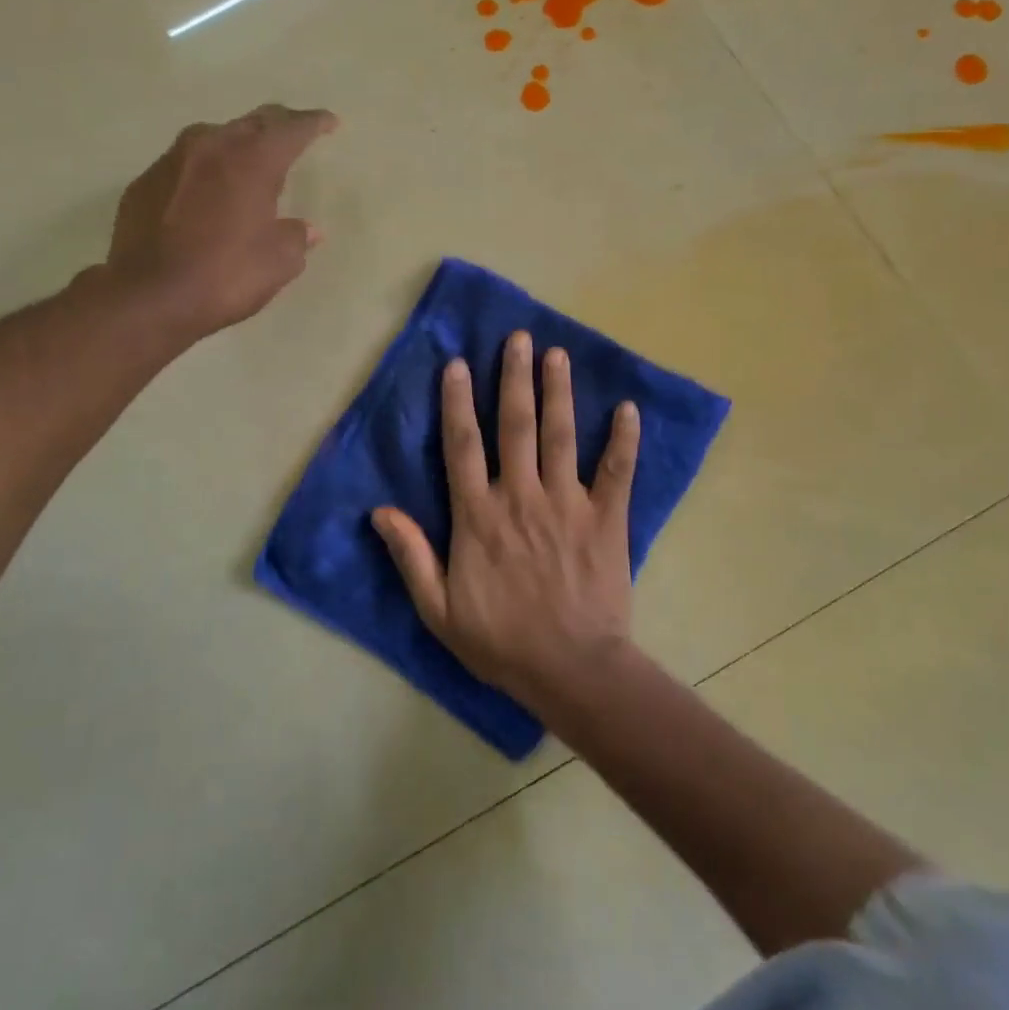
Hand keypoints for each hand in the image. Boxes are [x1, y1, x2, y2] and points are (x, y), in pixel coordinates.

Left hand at [106, 105, 336, 339]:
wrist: (148, 297)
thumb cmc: (225, 276)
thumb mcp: (278, 263)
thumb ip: (296, 237)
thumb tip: (307, 230)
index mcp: (252, 161)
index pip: (291, 128)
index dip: (314, 123)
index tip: (330, 122)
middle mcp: (211, 147)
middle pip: (252, 122)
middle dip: (277, 125)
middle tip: (294, 131)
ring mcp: (172, 161)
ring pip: (214, 138)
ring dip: (237, 144)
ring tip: (249, 160)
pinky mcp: (145, 182)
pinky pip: (184, 165)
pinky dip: (204, 171)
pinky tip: (207, 193)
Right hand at [373, 330, 642, 712]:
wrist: (570, 670)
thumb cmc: (500, 641)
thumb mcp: (438, 609)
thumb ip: (411, 556)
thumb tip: (380, 511)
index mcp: (478, 516)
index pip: (463, 446)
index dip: (458, 402)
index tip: (459, 364)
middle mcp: (520, 497)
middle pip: (515, 426)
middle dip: (515, 379)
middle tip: (518, 339)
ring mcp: (567, 504)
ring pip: (561, 437)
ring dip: (559, 393)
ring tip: (557, 355)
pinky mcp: (606, 520)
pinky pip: (617, 472)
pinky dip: (623, 440)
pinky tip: (628, 408)